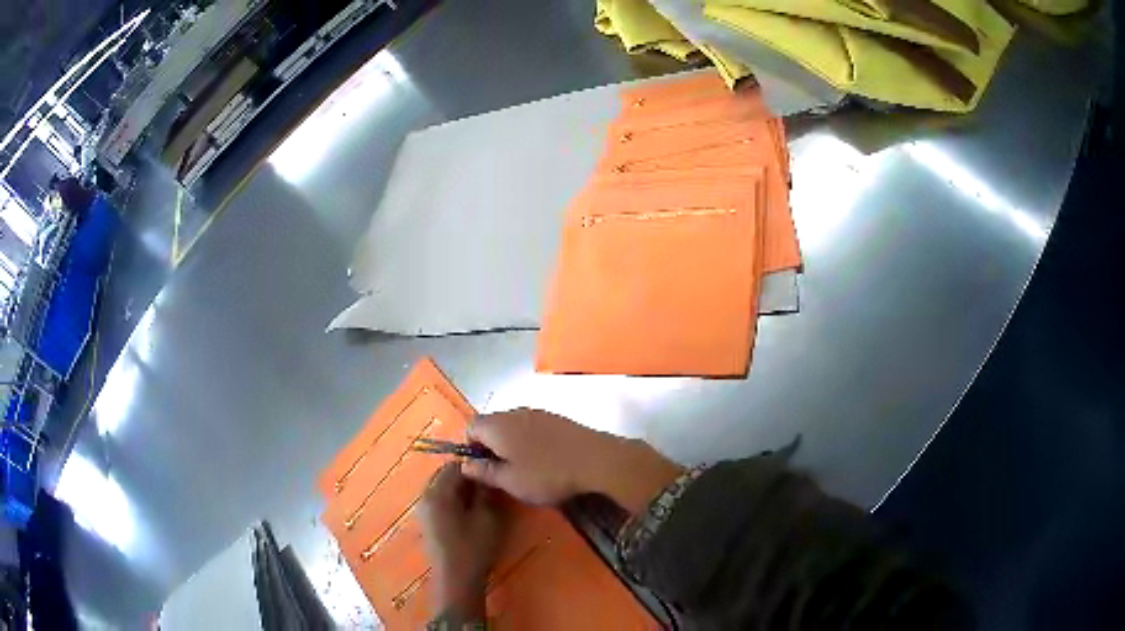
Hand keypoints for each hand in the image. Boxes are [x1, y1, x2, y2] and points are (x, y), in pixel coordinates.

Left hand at [418, 463, 503, 618]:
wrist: (456, 580)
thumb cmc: (473, 547)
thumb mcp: (487, 516)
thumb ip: (485, 491)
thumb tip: (486, 474)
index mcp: (437, 492)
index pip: (455, 465)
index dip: (475, 465)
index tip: (493, 471)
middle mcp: (425, 496)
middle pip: (445, 475)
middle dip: (467, 477)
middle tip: (490, 485)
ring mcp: (423, 510)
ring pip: (442, 488)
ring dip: (460, 489)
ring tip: (482, 499)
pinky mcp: (426, 522)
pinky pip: (439, 501)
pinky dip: (454, 500)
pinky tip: (470, 512)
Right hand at [462, 408, 683, 512]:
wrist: (596, 460)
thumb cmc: (547, 474)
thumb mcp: (510, 481)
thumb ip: (484, 471)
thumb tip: (465, 464)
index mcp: (497, 425)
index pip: (471, 427)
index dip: (470, 448)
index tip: (481, 469)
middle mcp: (514, 412)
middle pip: (491, 424)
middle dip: (490, 446)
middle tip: (501, 471)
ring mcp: (538, 413)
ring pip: (513, 425)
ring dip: (511, 444)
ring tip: (523, 468)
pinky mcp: (557, 418)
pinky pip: (532, 426)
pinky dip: (530, 441)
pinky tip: (543, 460)